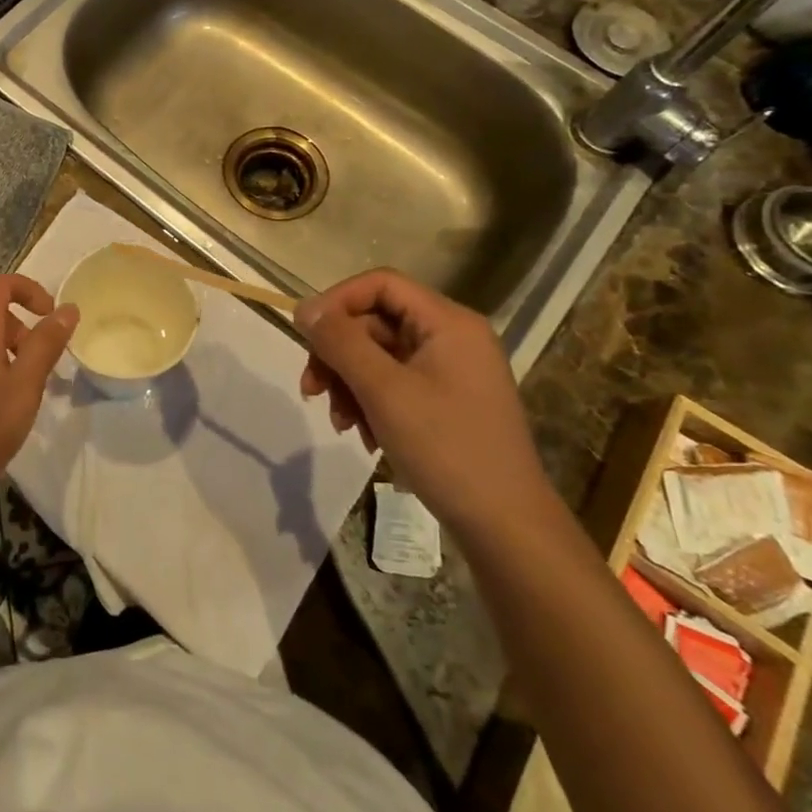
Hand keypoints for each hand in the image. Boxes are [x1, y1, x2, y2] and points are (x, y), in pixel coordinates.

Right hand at [294, 270, 552, 536]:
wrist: (506, 526)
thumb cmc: (446, 448)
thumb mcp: (383, 391)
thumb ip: (341, 342)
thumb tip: (304, 308)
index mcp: (447, 322)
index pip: (380, 284)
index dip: (336, 302)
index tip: (304, 334)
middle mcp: (452, 337)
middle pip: (375, 323)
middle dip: (338, 355)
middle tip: (311, 390)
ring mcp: (451, 371)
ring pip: (380, 356)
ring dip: (349, 384)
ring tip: (340, 423)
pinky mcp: (447, 401)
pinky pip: (395, 384)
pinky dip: (371, 404)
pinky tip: (365, 437)